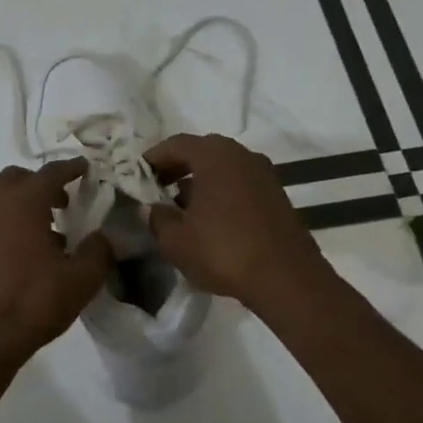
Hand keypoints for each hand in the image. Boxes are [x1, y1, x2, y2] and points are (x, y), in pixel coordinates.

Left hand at [0, 161, 114, 373]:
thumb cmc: (33, 302)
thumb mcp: (81, 279)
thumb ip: (99, 251)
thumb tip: (102, 237)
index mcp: (24, 203)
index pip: (50, 172)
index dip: (71, 168)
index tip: (85, 168)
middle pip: (18, 179)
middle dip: (41, 183)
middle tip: (65, 201)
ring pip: (2, 202)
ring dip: (26, 206)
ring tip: (52, 232)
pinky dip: (12, 226)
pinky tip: (30, 255)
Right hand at [144, 133, 329, 308]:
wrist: (286, 278)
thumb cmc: (223, 250)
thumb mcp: (175, 239)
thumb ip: (157, 217)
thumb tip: (153, 208)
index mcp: (214, 154)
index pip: (174, 144)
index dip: (152, 159)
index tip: (136, 177)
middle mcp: (242, 155)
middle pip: (201, 153)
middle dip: (176, 170)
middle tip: (155, 191)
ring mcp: (264, 174)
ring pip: (222, 170)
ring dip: (199, 184)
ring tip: (180, 210)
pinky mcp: (276, 196)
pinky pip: (238, 185)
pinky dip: (220, 195)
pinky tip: (208, 222)